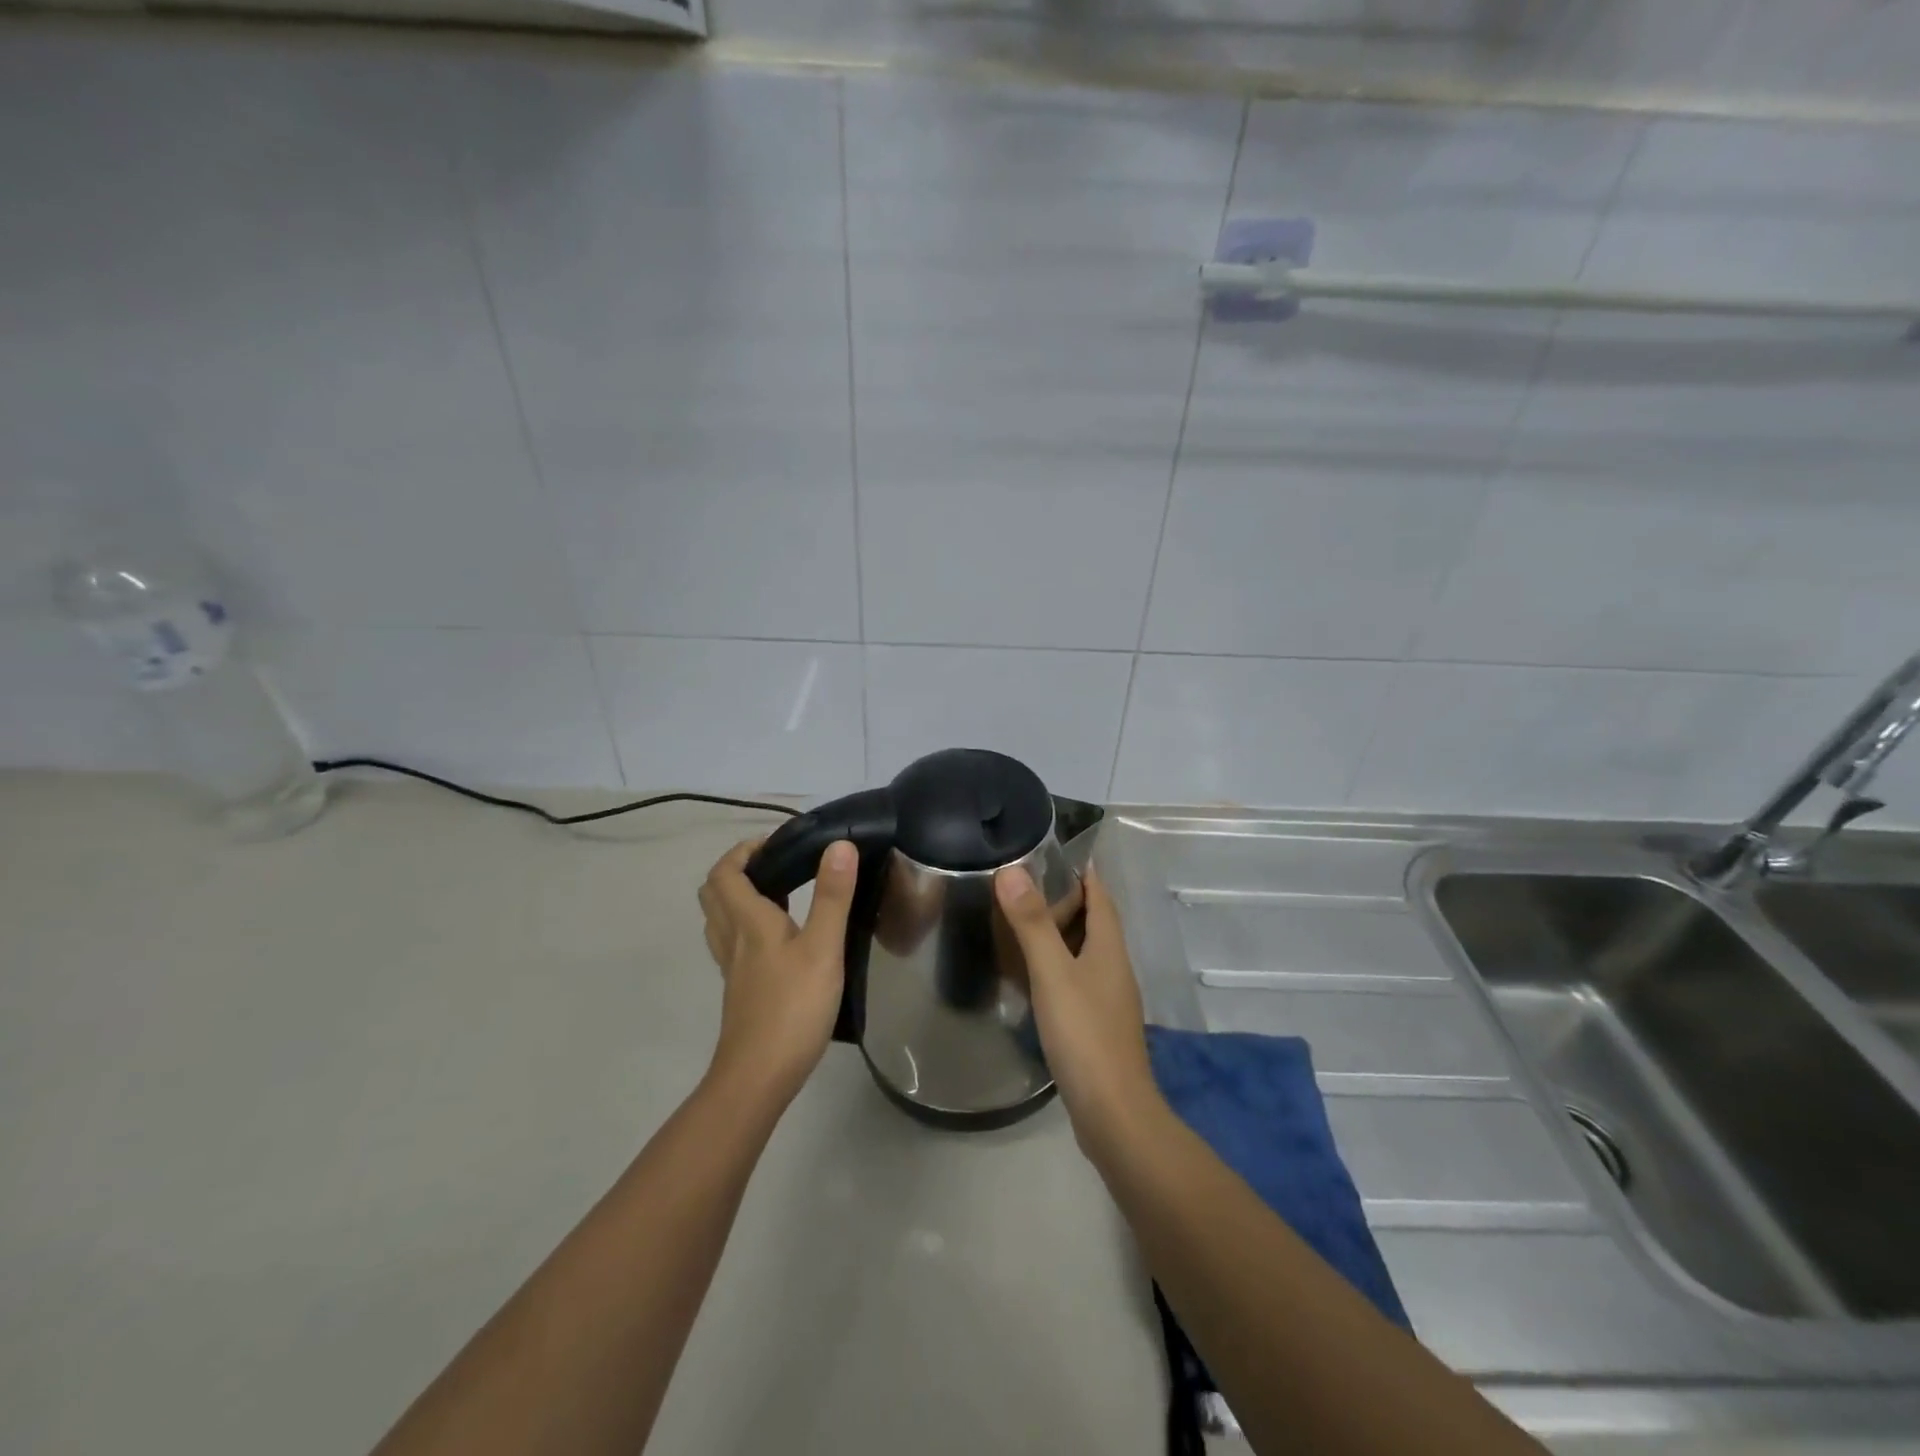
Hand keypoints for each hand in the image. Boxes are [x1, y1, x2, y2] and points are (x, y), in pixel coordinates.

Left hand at [698, 837, 856, 1107]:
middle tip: (777, 865)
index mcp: (748, 921)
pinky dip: (747, 926)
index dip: (744, 850)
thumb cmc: (792, 1008)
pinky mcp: (740, 989)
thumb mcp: (822, 948)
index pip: (726, 872)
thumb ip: (832, 896)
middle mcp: (732, 938)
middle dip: (738, 870)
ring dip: (739, 897)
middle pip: (715, 893)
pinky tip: (779, 939)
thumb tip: (839, 845)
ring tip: (779, 894)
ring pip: (720, 919)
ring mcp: (732, 967)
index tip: (777, 843)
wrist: (758, 1077)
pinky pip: (732, 943)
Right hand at [994, 864, 1160, 1156]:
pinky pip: (1079, 980)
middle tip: (1027, 885)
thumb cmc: (1085, 1035)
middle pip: (1096, 922)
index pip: (1101, 896)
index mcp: (1109, 949)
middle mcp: (1114, 968)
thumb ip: (1032, 923)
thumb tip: (1012, 870)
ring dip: (1063, 933)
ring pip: (1087, 952)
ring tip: (1025, 923)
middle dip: (1069, 900)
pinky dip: (1060, 965)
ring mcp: (1109, 999)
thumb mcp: (1053, 973)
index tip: (1057, 853)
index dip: (1084, 873)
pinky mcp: (1099, 1026)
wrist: (1114, 1114)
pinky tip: (1036, 976)